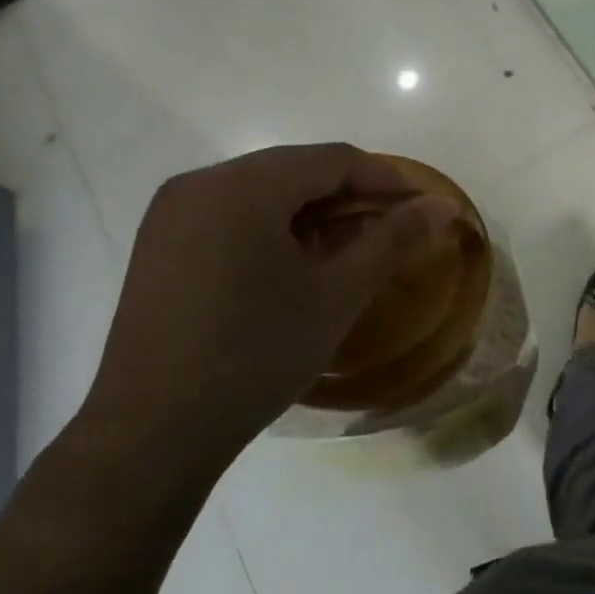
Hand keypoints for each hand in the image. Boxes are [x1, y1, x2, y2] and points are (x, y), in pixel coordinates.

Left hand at [74, 143, 456, 492]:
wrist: (150, 434)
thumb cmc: (255, 356)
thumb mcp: (336, 295)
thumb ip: (394, 240)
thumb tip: (444, 206)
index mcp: (243, 186)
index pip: (333, 159)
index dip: (386, 179)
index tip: (424, 207)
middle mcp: (202, 182)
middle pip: (296, 168)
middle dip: (350, 194)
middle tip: (391, 229)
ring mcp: (173, 212)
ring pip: (264, 190)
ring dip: (312, 210)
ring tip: (348, 248)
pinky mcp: (160, 242)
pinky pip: (231, 212)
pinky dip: (273, 225)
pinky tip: (293, 262)